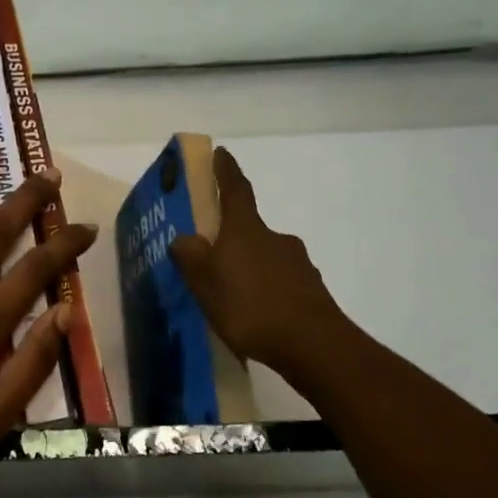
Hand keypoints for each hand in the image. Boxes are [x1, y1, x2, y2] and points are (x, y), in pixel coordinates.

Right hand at [171, 146, 346, 376]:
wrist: (313, 345)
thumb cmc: (251, 307)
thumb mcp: (206, 284)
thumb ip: (191, 258)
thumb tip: (184, 238)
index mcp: (246, 230)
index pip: (235, 190)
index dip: (226, 171)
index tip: (221, 153)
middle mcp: (275, 239)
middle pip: (249, 229)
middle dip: (231, 238)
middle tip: (211, 257)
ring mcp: (297, 264)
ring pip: (265, 258)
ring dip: (248, 267)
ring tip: (230, 295)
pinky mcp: (310, 291)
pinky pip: (279, 283)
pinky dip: (265, 290)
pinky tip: (255, 315)